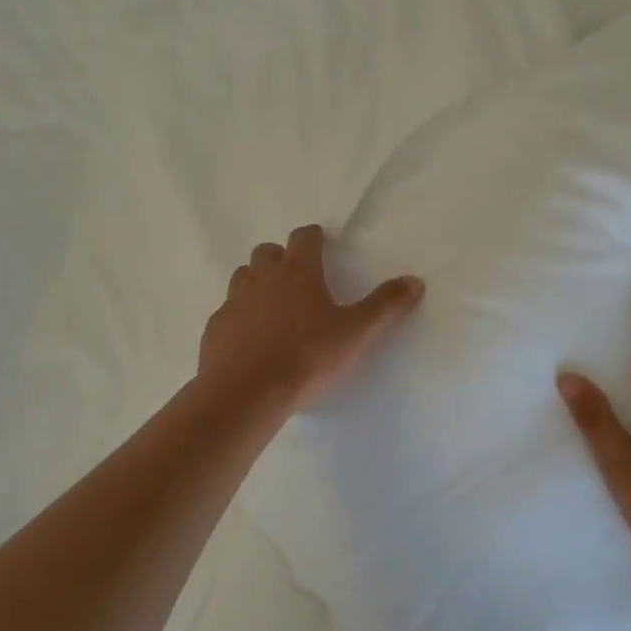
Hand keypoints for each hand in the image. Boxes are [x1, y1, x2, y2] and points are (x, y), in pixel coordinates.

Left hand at [199, 224, 424, 408]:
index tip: (320, 243)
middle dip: (281, 259)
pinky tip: (250, 340)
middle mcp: (262, 278)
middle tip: (297, 279)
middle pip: (267, 253)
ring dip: (256, 283)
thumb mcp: (356, 333)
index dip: (313, 238)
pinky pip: (228, 312)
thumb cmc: (307, 356)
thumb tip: (414, 280)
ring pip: (243, 278)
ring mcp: (234, 301)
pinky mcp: (215, 328)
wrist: (247, 392)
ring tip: (272, 308)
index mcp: (298, 272)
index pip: (304, 237)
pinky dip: (239, 317)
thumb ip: (385, 305)